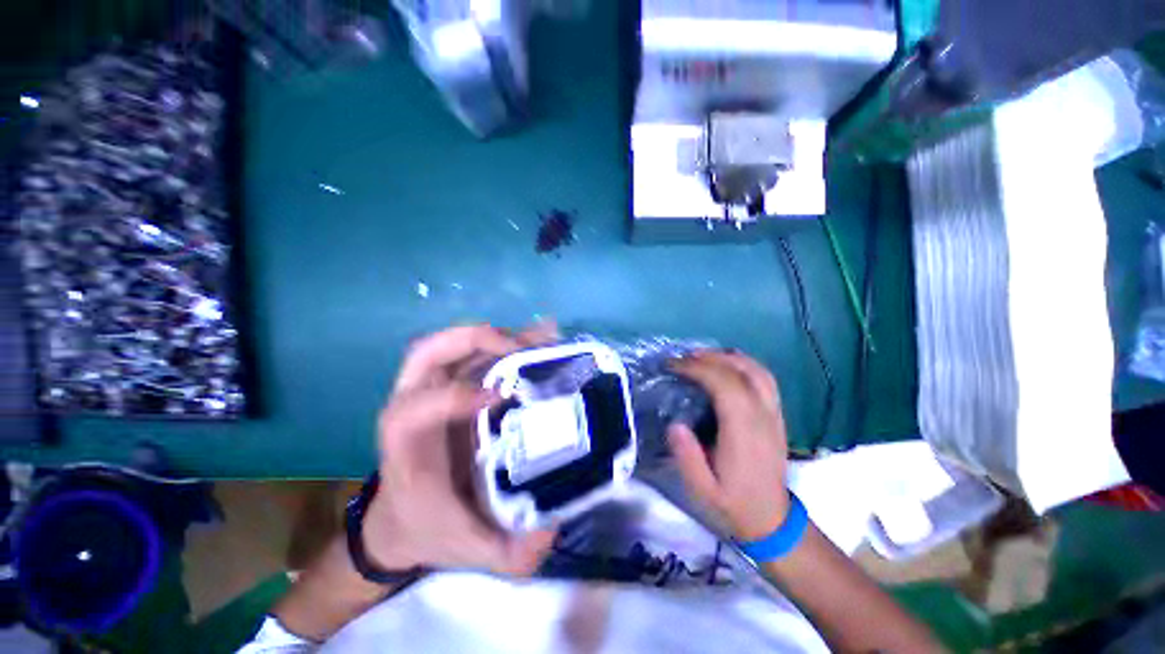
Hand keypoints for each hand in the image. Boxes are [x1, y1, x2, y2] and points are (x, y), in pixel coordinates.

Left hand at [362, 323, 558, 575]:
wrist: (404, 519)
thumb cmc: (431, 529)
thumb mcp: (471, 551)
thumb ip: (509, 553)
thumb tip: (552, 526)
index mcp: (406, 444)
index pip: (417, 407)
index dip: (455, 395)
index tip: (501, 397)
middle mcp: (412, 405)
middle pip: (428, 353)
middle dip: (474, 341)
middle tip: (520, 348)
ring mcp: (431, 389)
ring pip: (449, 343)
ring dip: (492, 335)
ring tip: (535, 338)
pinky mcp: (451, 385)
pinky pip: (471, 352)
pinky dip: (502, 340)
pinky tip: (534, 337)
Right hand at [667, 350, 790, 541]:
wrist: (772, 519)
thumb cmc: (734, 502)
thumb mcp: (702, 489)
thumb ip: (687, 457)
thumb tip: (675, 424)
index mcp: (744, 433)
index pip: (725, 386)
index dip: (698, 369)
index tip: (674, 366)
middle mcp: (763, 416)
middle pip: (741, 372)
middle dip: (709, 358)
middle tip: (682, 357)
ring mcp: (774, 413)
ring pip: (757, 370)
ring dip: (727, 357)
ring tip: (701, 355)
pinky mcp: (777, 413)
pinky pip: (765, 377)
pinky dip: (744, 363)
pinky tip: (727, 364)